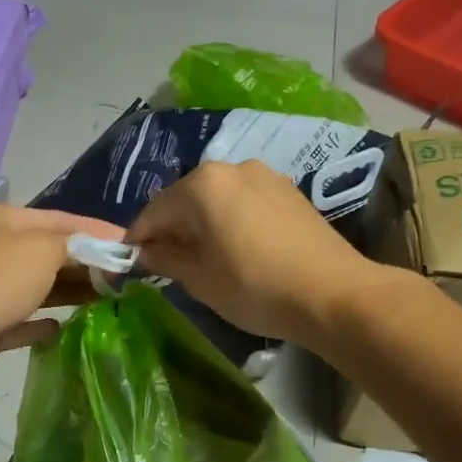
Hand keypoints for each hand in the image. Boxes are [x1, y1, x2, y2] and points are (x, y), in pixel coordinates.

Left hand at [0, 203, 125, 390]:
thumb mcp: (44, 248)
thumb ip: (77, 245)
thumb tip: (104, 250)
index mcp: (3, 221)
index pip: (59, 219)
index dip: (96, 230)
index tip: (130, 246)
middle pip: (47, 253)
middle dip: (84, 263)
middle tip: (122, 277)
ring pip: (35, 288)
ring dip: (67, 292)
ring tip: (105, 300)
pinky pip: (18, 321)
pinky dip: (39, 324)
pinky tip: (60, 328)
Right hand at [126, 161, 372, 345]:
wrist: (333, 293)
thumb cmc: (254, 286)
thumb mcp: (199, 278)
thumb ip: (164, 258)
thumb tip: (144, 252)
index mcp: (202, 184)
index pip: (153, 211)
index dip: (137, 240)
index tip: (129, 264)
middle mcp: (232, 168)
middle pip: (185, 200)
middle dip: (171, 230)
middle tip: (166, 265)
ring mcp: (265, 176)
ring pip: (216, 200)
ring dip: (202, 226)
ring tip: (204, 259)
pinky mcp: (289, 192)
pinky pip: (244, 203)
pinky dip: (230, 222)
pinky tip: (237, 250)